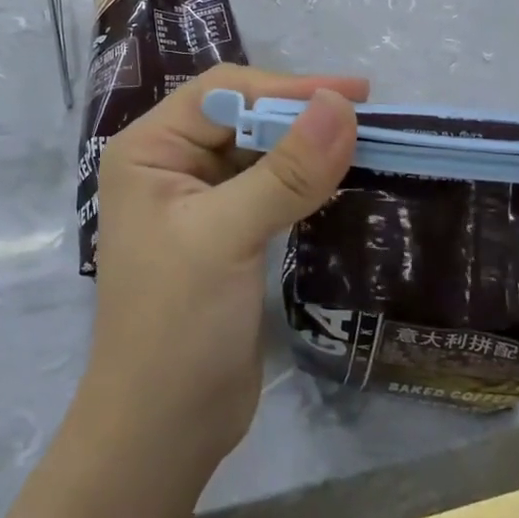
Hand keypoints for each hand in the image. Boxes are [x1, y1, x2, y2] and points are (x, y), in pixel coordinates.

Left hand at [82, 65, 365, 478]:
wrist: (163, 430)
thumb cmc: (178, 324)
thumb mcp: (228, 236)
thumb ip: (286, 170)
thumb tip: (341, 104)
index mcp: (150, 148)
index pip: (223, 93)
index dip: (286, 87)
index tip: (354, 93)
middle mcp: (169, 162)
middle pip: (242, 116)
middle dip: (300, 113)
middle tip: (368, 115)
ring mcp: (198, 198)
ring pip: (260, 150)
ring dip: (307, 144)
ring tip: (365, 139)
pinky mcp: (226, 230)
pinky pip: (269, 186)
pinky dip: (303, 178)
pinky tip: (339, 175)